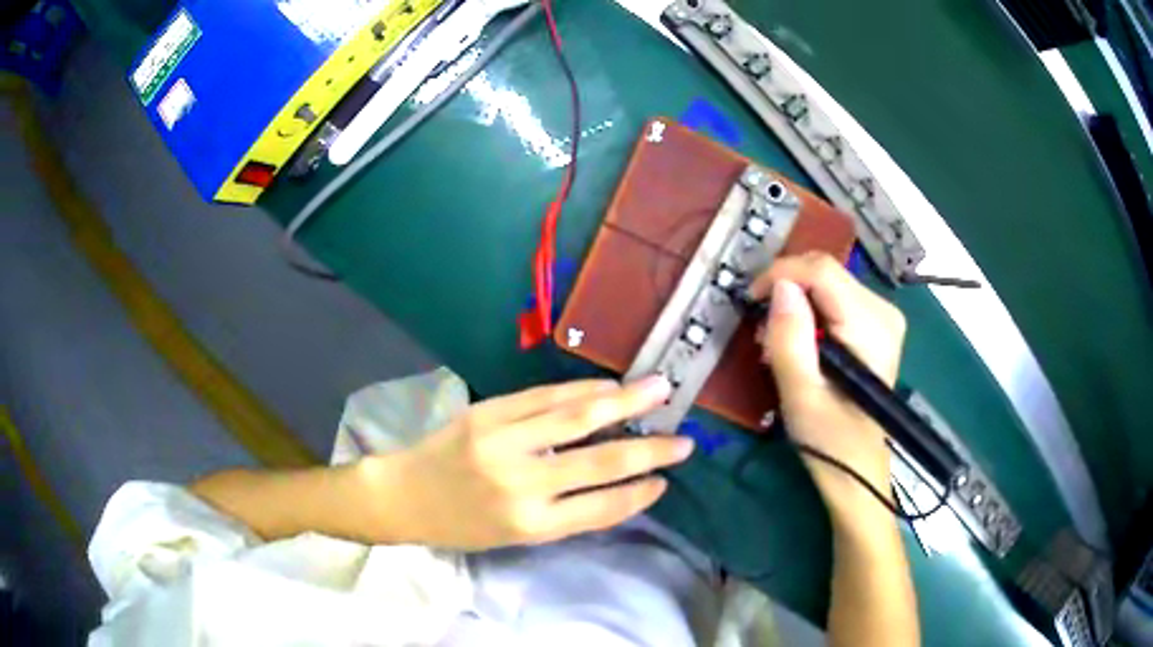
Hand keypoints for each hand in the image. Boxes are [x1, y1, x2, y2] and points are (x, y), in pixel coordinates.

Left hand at [360, 377, 694, 550]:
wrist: (403, 495)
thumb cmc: (462, 525)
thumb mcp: (514, 536)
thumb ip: (564, 513)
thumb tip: (618, 485)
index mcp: (530, 524)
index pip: (602, 507)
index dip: (639, 493)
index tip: (667, 480)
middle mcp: (521, 484)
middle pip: (600, 462)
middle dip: (649, 449)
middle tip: (685, 437)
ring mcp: (502, 442)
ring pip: (575, 416)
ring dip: (623, 401)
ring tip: (658, 387)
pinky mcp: (487, 412)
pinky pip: (544, 396)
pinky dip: (581, 388)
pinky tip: (607, 385)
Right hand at [749, 253, 905, 527]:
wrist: (858, 470)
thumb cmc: (830, 442)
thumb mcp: (801, 394)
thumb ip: (790, 338)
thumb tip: (780, 287)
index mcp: (870, 324)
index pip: (820, 269)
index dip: (779, 275)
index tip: (749, 301)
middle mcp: (883, 309)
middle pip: (824, 271)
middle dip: (786, 292)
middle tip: (762, 333)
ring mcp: (882, 316)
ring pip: (826, 282)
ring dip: (795, 305)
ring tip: (776, 344)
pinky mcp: (875, 325)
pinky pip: (834, 298)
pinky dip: (809, 314)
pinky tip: (799, 344)